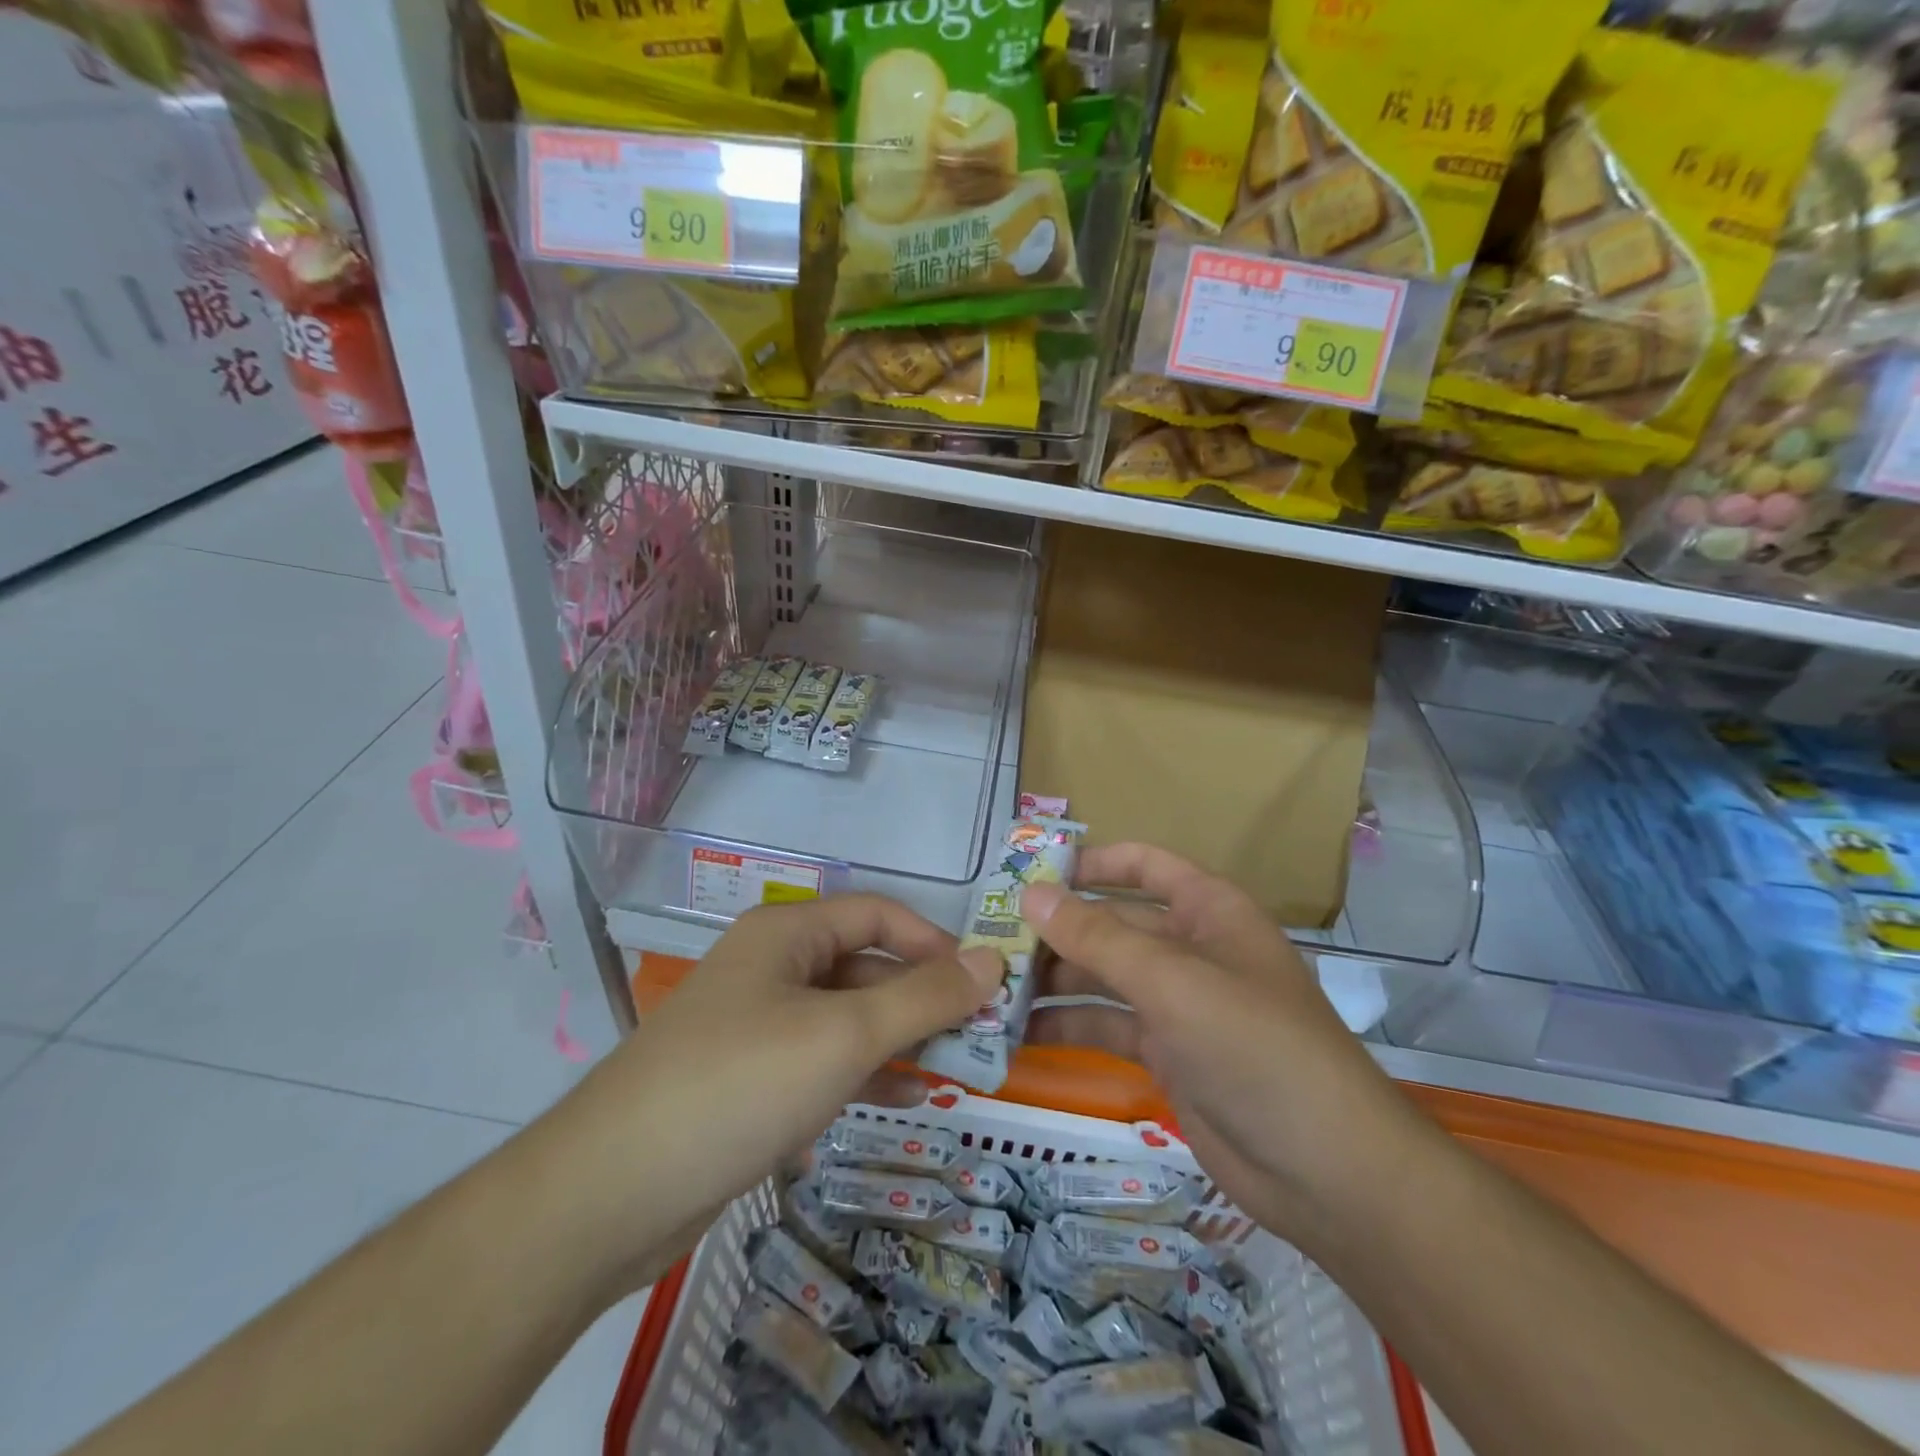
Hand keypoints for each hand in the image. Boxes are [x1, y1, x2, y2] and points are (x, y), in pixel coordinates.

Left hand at [537, 896, 1002, 1292]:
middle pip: (863, 966)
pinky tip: (903, 1101)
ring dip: (898, 1039)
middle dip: (920, 998)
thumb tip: (991, 959)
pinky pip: (820, 1060)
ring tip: (954, 1072)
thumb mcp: (844, 1035)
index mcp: (787, 934)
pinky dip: (863, 1072)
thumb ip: (923, 998)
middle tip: (977, 1037)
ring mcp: (755, 1024)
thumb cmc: (740, 1084)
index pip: (876, 914)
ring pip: (844, 1017)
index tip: (980, 982)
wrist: (611, 1192)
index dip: (932, 941)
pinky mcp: (747, 1079)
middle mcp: (770, 967)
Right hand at [1021, 843, 1430, 1246]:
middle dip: (1055, 932)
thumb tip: (1030, 894)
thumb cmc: (1256, 1048)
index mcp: (1207, 910)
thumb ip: (1098, 938)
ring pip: (1102, 977)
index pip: (1143, 865)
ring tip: (991, 990)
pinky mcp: (1166, 1054)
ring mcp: (1177, 1004)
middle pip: (1111, 924)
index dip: (1090, 863)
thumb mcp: (1173, 982)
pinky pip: (1106, 1026)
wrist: (1328, 1174)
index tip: (1030, 876)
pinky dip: (1067, 1027)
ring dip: (1052, 982)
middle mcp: (1190, 949)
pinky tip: (1018, 1036)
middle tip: (988, 944)